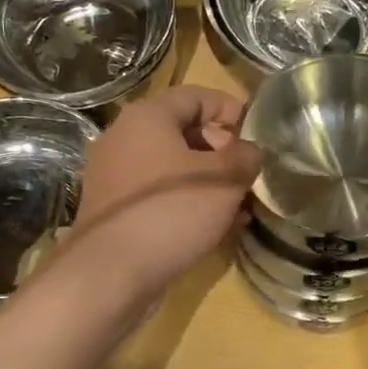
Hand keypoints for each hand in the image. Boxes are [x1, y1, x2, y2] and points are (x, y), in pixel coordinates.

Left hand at [71, 86, 260, 295]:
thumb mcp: (224, 179)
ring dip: (207, 182)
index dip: (229, 108)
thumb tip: (248, 152)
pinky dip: (186, 203)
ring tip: (239, 206)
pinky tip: (213, 228)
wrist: (111, 272)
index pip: (195, 95)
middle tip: (248, 173)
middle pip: (182, 132)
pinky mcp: (113, 210)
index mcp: (147, 117)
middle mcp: (123, 138)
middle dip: (221, 151)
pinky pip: (157, 196)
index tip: (255, 130)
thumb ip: (245, 157)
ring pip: (172, 168)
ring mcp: (113, 176)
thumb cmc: (172, 211)